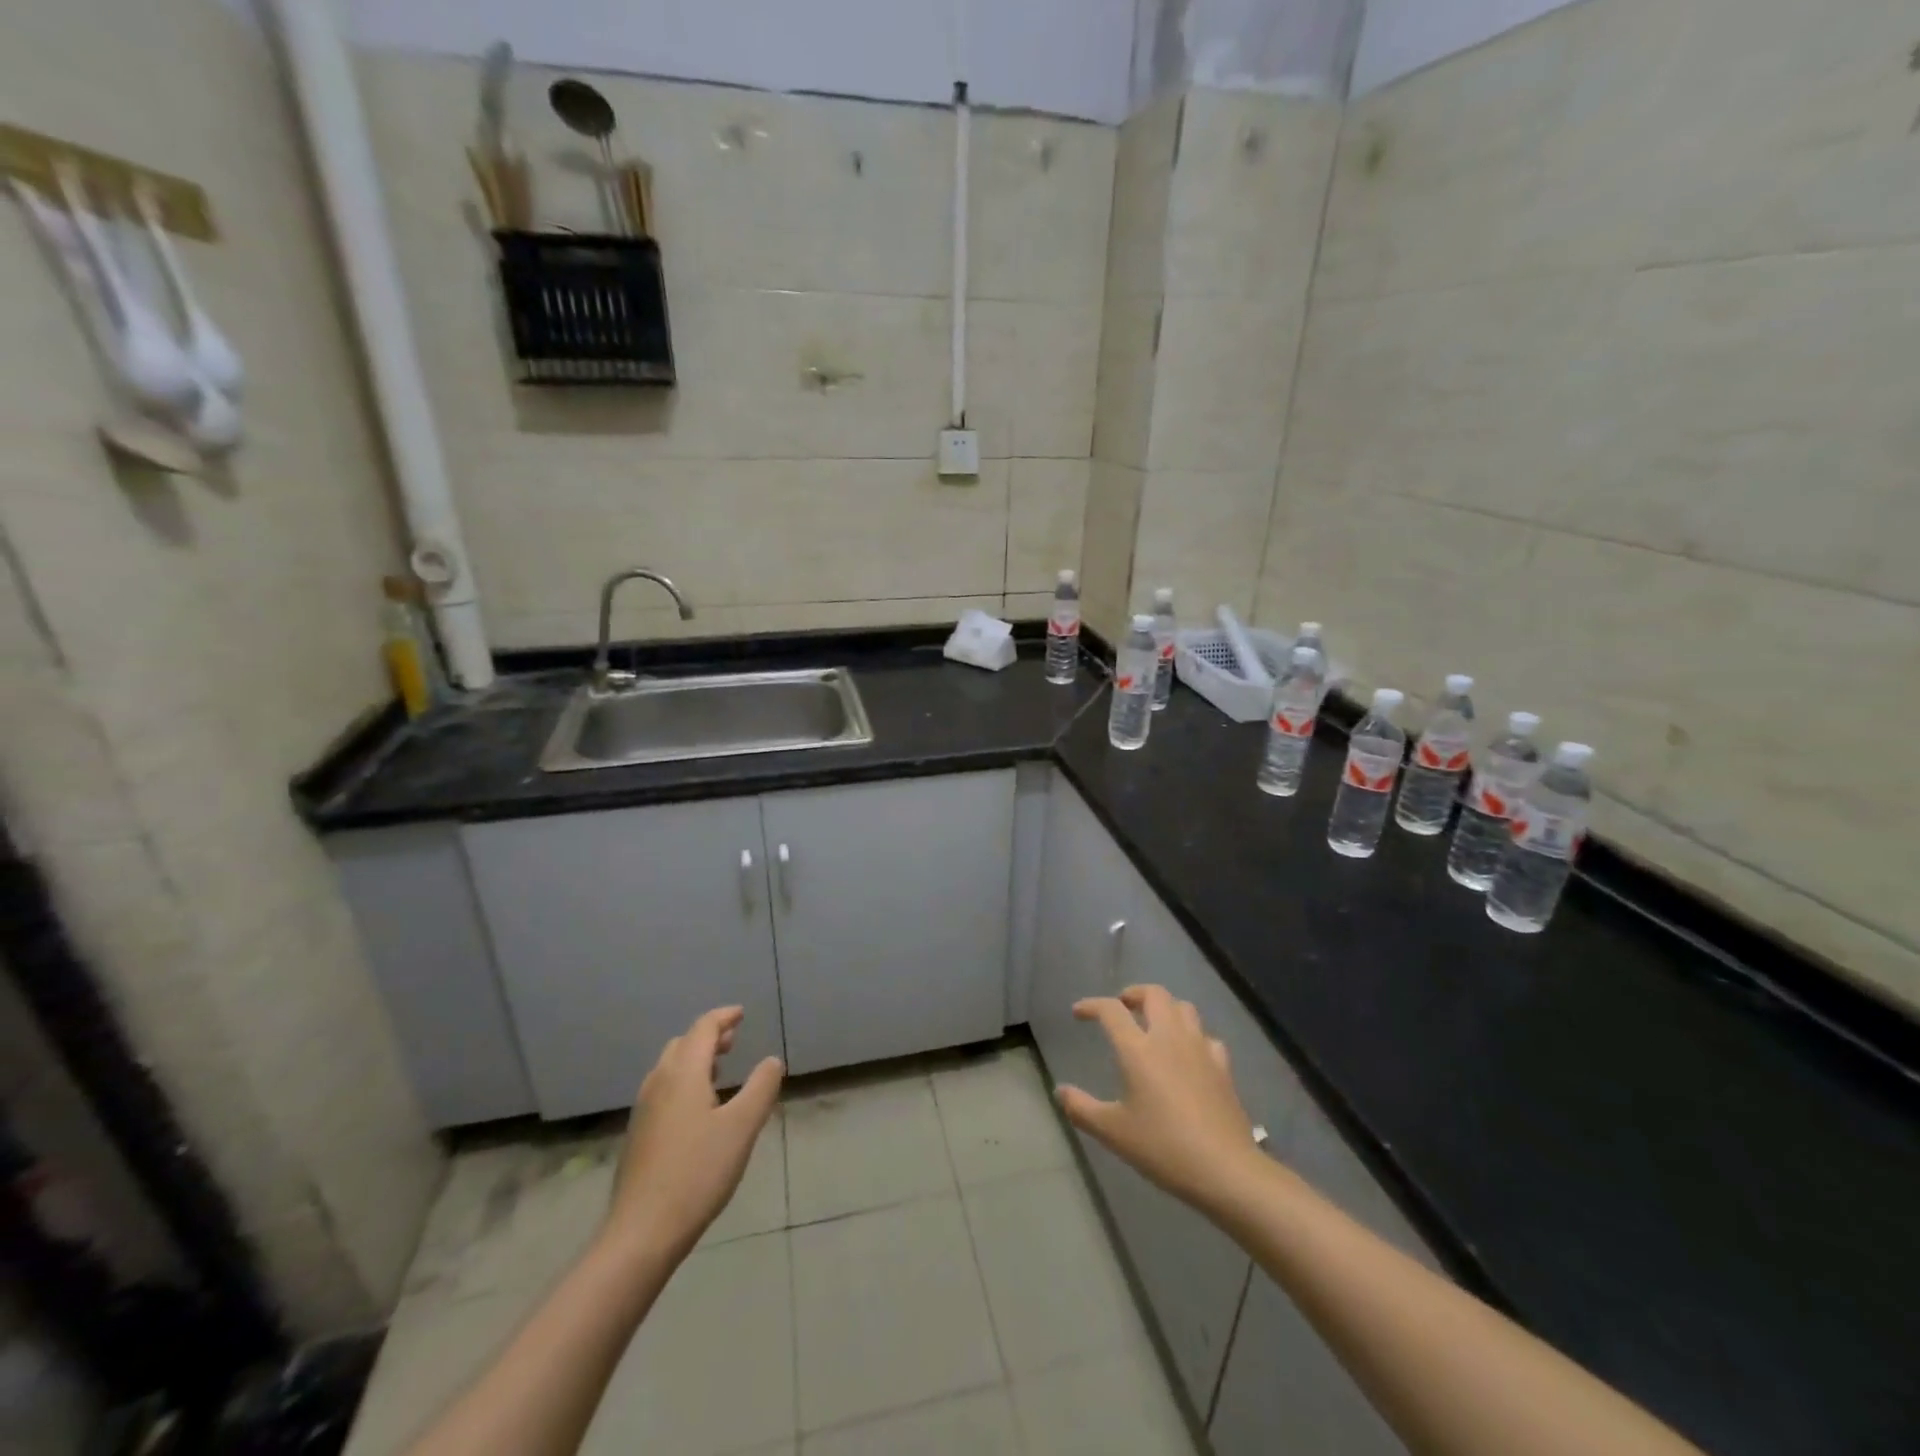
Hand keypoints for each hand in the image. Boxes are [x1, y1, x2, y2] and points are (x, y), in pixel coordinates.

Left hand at [601, 1007, 783, 1265]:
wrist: (641, 1232)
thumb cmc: (697, 1172)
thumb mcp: (742, 1127)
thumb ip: (761, 1088)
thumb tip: (772, 1061)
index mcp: (683, 1073)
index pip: (703, 1029)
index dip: (723, 1017)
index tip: (741, 1013)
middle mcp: (659, 1083)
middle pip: (683, 1044)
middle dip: (709, 1036)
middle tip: (734, 1039)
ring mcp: (644, 1110)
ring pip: (670, 1067)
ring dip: (695, 1058)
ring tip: (719, 1068)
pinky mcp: (639, 1135)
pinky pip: (664, 1089)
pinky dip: (684, 1080)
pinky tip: (698, 1107)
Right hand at [1057, 985, 1266, 1218]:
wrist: (1226, 1169)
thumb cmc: (1163, 1147)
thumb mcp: (1113, 1132)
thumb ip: (1082, 1108)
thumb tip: (1060, 1091)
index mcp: (1138, 1049)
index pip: (1111, 1010)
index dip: (1092, 1005)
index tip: (1079, 1012)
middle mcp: (1169, 1037)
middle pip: (1154, 994)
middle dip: (1134, 994)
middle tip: (1122, 1008)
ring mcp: (1199, 1049)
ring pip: (1183, 1007)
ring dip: (1165, 1007)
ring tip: (1154, 1024)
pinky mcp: (1222, 1066)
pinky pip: (1206, 1036)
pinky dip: (1192, 1036)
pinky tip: (1188, 1053)